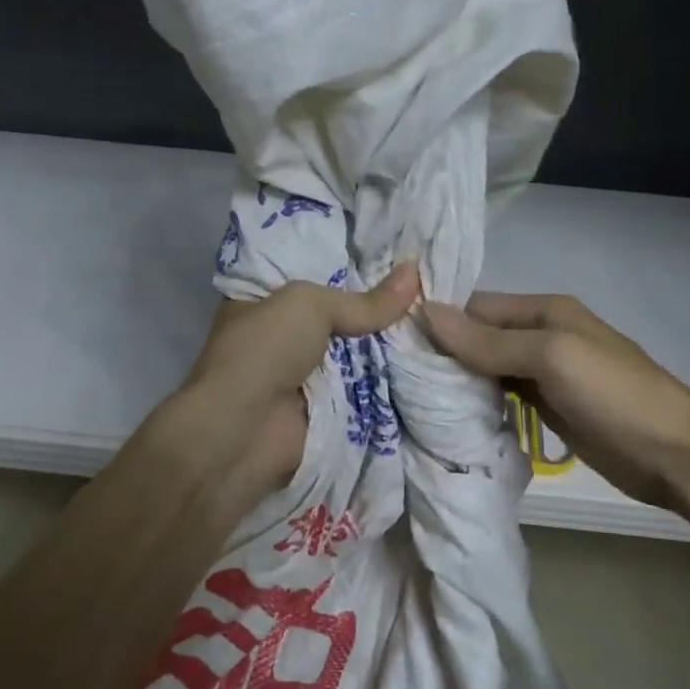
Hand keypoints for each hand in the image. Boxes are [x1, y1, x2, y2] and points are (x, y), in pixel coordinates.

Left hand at [184, 264, 420, 491]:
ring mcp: (307, 377)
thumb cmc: (264, 352)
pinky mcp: (328, 412)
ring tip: (446, 323)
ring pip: (361, 357)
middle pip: (344, 319)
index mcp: (266, 302)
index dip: (355, 267)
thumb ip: (363, 300)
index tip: (403, 257)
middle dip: (384, 311)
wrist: (243, 431)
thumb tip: (414, 271)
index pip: (317, 277)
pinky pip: (368, 392)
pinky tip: (434, 365)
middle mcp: (286, 337)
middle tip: (436, 291)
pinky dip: (394, 385)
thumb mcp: (309, 306)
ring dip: (395, 349)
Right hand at [421, 292, 689, 513]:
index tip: (394, 344)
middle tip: (395, 378)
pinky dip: (476, 402)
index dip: (438, 322)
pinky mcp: (546, 407)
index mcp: (544, 310)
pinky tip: (448, 416)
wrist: (677, 455)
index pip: (475, 307)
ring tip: (411, 398)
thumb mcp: (551, 357)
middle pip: (477, 337)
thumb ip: (488, 339)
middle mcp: (540, 335)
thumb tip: (425, 312)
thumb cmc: (615, 395)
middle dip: (442, 353)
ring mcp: (544, 373)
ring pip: (485, 368)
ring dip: (456, 380)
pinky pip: (500, 396)